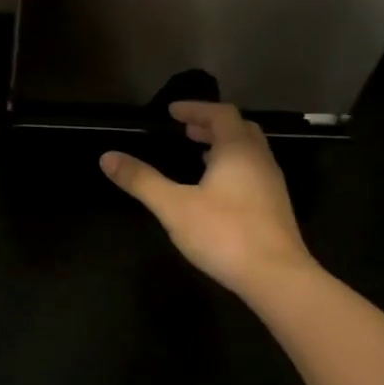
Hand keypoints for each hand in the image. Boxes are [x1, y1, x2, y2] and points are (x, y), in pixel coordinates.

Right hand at [100, 101, 316, 296]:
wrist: (276, 276)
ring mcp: (272, 184)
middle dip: (211, 125)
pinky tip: (217, 191)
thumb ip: (141, 180)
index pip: (220, 113)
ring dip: (224, 147)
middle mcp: (259, 160)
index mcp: (237, 150)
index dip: (195, 108)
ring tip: (199, 155)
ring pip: (249, 152)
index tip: (172, 112)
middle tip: (186, 131)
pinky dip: (233, 168)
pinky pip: (253, 173)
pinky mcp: (275, 207)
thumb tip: (107, 157)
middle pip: (239, 129)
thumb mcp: (174, 206)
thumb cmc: (224, 233)